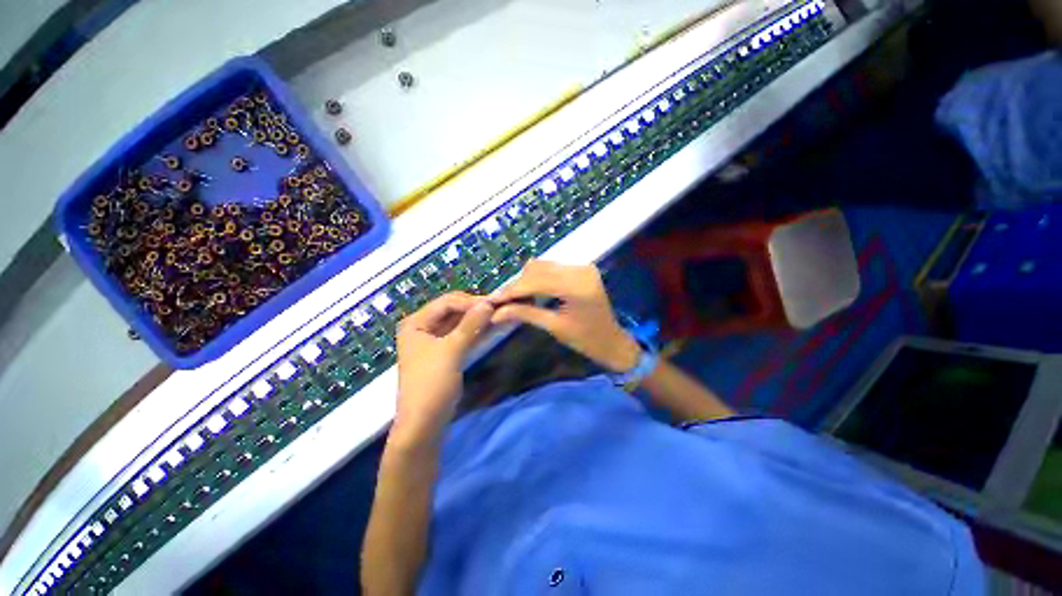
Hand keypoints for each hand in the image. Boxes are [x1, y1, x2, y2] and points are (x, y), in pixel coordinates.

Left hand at [393, 292, 493, 445]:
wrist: (424, 423)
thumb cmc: (432, 383)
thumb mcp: (452, 350)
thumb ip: (470, 324)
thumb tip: (488, 303)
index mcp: (416, 322)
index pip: (447, 302)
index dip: (470, 301)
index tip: (494, 303)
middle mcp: (423, 327)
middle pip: (452, 311)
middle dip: (474, 309)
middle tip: (498, 309)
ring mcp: (434, 341)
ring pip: (458, 323)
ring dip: (476, 320)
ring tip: (498, 316)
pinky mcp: (444, 353)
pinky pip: (461, 335)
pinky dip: (474, 331)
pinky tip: (491, 327)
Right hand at [489, 260, 639, 372]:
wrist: (612, 341)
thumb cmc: (586, 339)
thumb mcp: (554, 327)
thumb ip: (525, 314)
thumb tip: (495, 313)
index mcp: (577, 287)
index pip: (536, 282)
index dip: (512, 290)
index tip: (492, 299)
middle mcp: (580, 269)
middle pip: (537, 269)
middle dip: (517, 285)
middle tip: (501, 301)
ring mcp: (582, 266)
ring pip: (543, 266)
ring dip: (526, 280)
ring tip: (514, 297)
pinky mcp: (581, 268)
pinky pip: (552, 268)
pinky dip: (538, 278)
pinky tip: (530, 291)